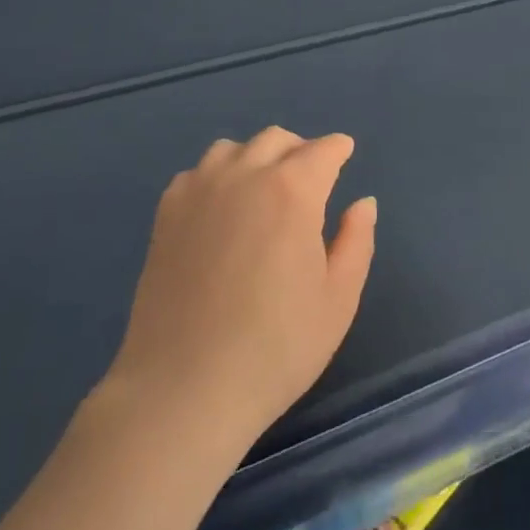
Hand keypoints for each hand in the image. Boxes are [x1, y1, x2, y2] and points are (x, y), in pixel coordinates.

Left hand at [99, 127, 376, 452]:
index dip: (338, 149)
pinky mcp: (166, 213)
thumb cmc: (275, 348)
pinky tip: (220, 209)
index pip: (322, 151)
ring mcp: (200, 191)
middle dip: (300, 150)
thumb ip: (357, 241)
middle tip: (310, 179)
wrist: (183, 389)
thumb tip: (362, 202)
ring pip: (233, 148)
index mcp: (293, 191)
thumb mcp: (338, 300)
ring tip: (262, 190)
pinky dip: (217, 176)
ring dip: (256, 157)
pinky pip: (197, 172)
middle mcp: (245, 176)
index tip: (345, 153)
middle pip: (277, 140)